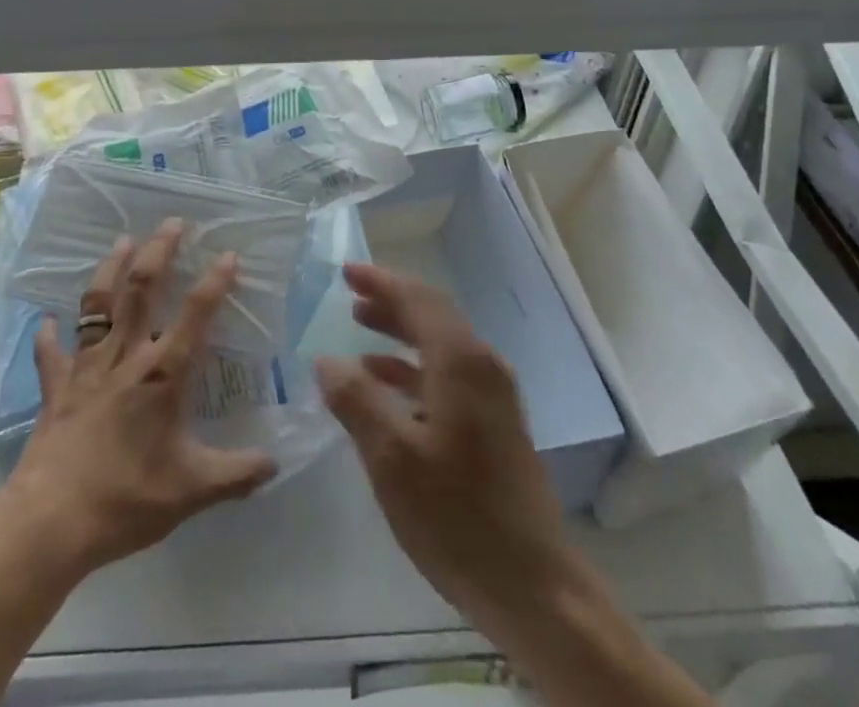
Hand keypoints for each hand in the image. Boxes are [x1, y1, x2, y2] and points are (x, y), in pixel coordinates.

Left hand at [7, 221, 278, 576]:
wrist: (52, 521)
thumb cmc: (127, 498)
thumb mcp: (193, 490)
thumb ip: (237, 474)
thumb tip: (277, 465)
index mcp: (163, 373)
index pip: (196, 314)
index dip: (214, 281)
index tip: (228, 254)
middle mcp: (126, 356)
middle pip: (142, 289)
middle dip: (158, 252)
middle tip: (171, 223)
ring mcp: (86, 367)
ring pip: (98, 304)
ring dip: (110, 269)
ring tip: (122, 241)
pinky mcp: (56, 387)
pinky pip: (51, 353)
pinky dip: (49, 335)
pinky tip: (47, 321)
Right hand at [314, 263, 573, 640]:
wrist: (532, 586)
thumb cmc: (456, 517)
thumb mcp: (392, 459)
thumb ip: (356, 401)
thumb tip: (326, 360)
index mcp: (461, 362)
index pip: (417, 299)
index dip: (380, 281)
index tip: (345, 271)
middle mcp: (482, 366)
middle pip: (431, 316)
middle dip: (389, 302)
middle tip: (349, 296)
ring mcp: (494, 395)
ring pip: (440, 344)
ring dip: (400, 333)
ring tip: (360, 329)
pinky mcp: (495, 423)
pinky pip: (448, 374)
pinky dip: (414, 369)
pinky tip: (386, 386)